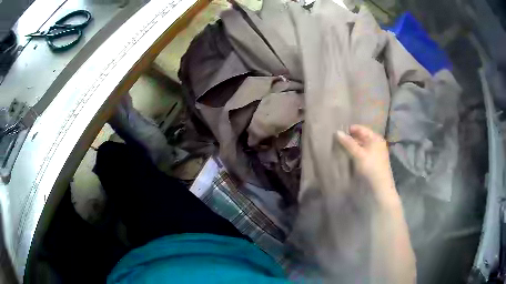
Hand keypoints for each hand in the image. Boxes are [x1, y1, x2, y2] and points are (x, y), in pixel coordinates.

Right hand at [337, 125, 399, 206]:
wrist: (380, 186)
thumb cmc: (371, 167)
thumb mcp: (359, 154)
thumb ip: (348, 143)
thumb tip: (337, 132)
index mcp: (375, 137)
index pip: (360, 129)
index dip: (349, 130)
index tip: (338, 134)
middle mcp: (376, 142)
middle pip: (361, 137)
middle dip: (350, 139)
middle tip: (337, 142)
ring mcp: (375, 152)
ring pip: (361, 145)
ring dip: (352, 147)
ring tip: (341, 148)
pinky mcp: (373, 160)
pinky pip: (362, 152)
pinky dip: (355, 153)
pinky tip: (348, 156)